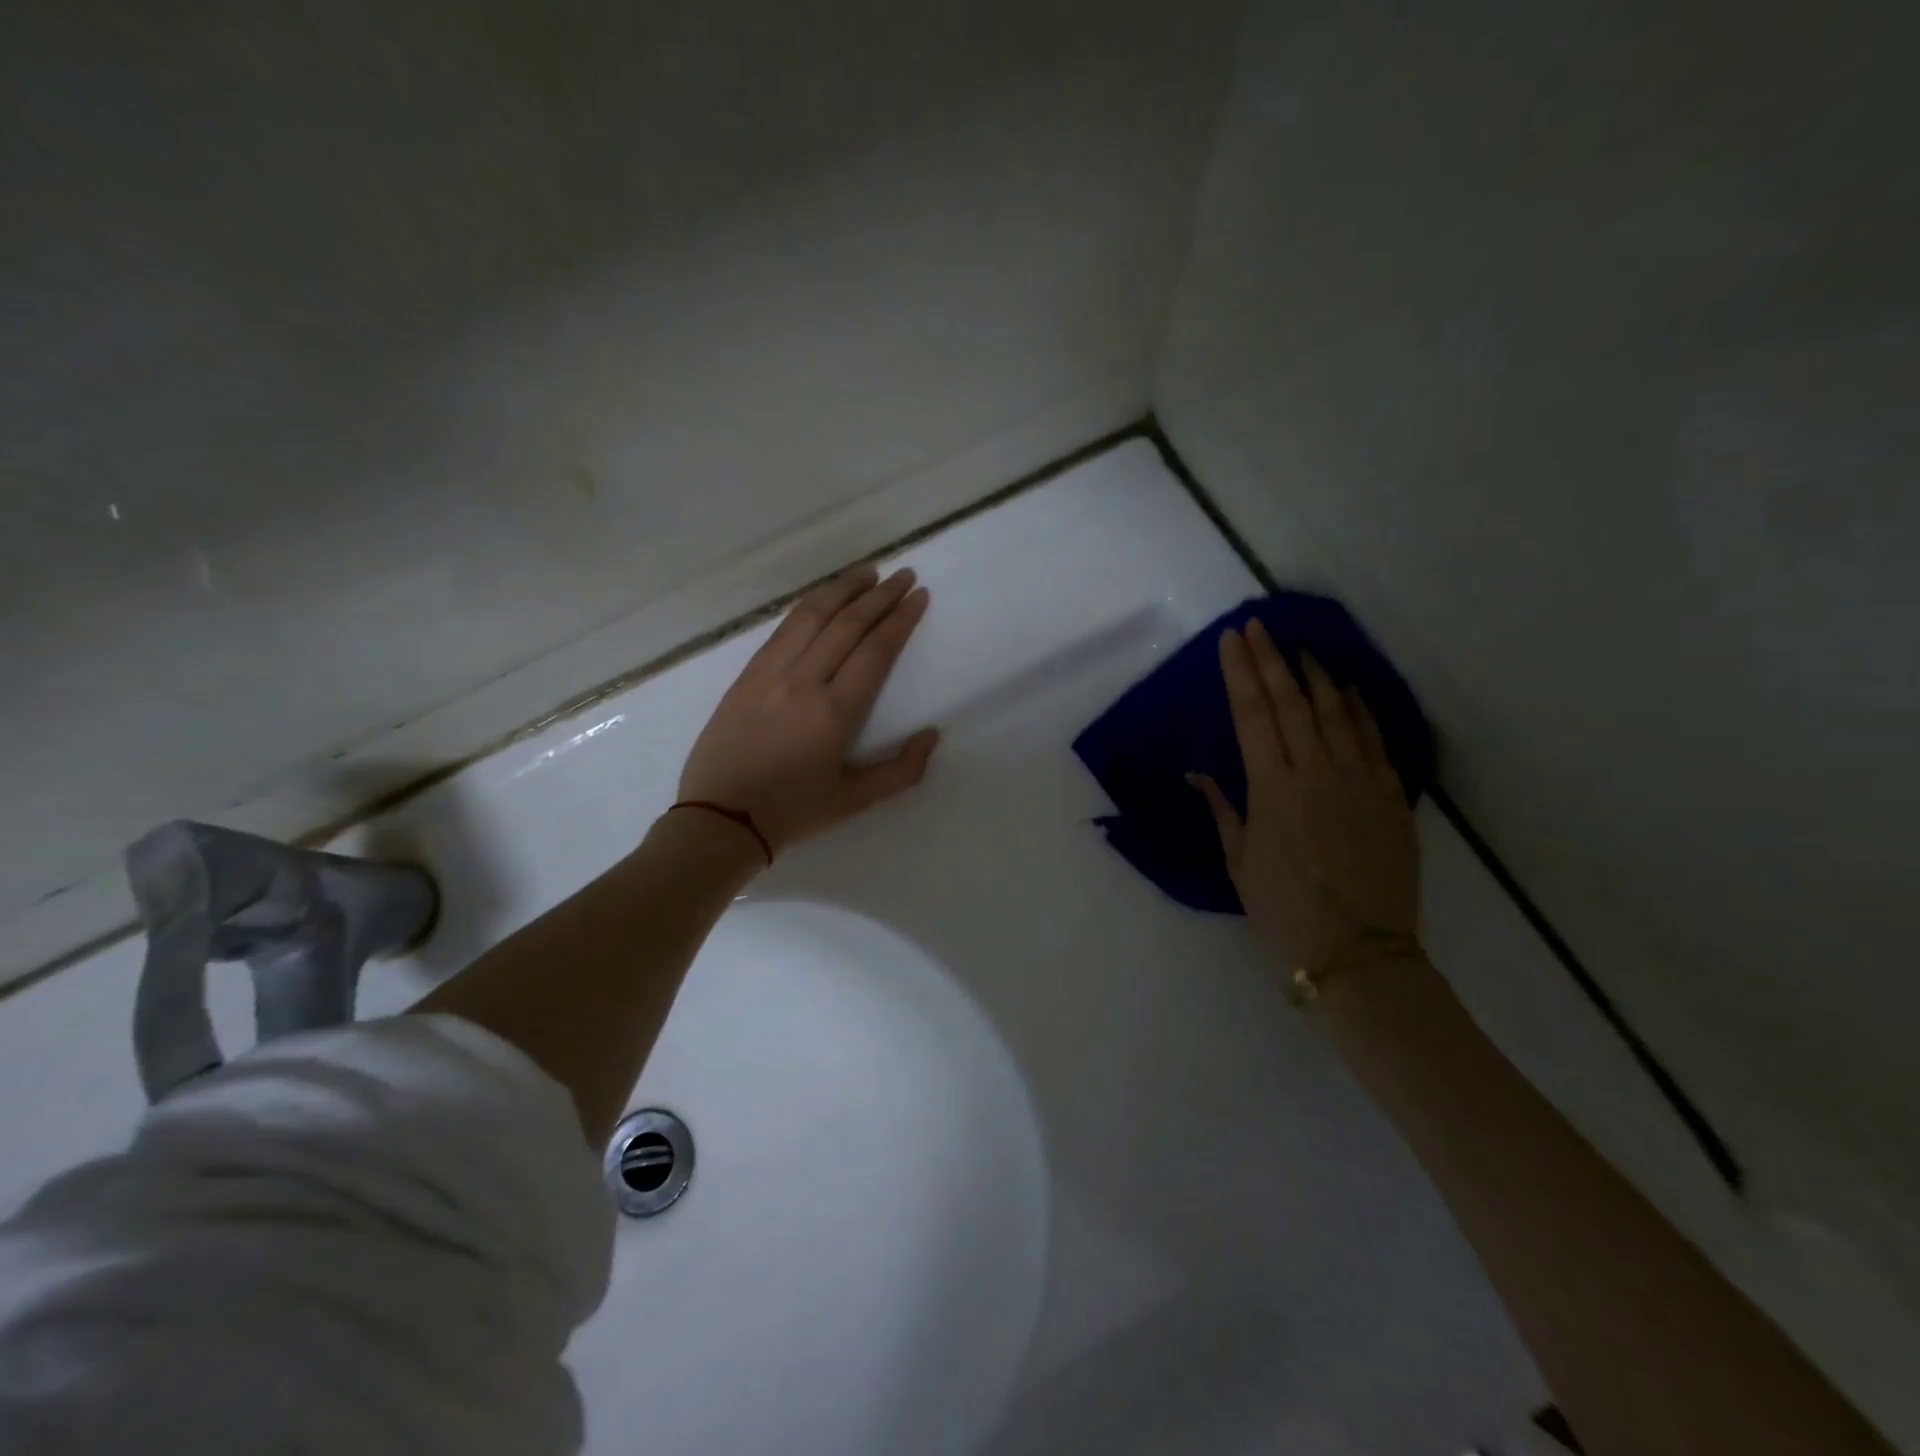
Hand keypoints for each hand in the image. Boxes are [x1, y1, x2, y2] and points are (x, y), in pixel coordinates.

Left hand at [678, 565, 939, 855]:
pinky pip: (782, 629)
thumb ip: (902, 771)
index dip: (900, 619)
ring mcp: (770, 673)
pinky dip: (808, 606)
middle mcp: (803, 681)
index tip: (918, 596)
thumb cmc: (793, 812)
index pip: (875, 650)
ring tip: (867, 573)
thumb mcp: (855, 801)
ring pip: (811, 616)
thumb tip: (932, 735)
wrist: (720, 819)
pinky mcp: (746, 675)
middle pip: (847, 624)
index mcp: (835, 712)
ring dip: (842, 589)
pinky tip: (822, 599)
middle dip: (880, 596)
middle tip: (903, 575)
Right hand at [1190, 619, 1420, 977]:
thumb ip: (1222, 810)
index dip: (1240, 672)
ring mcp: (1359, 781)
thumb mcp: (1239, 863)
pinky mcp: (1391, 797)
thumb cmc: (1282, 912)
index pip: (1251, 715)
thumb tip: (1197, 774)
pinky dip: (1360, 709)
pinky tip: (1349, 689)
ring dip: (1316, 675)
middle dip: (1271, 659)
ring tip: (1301, 648)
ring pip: (1336, 711)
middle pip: (1291, 702)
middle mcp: (1315, 772)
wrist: (1358, 954)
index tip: (1232, 639)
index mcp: (1272, 789)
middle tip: (1259, 625)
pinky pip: (1375, 740)